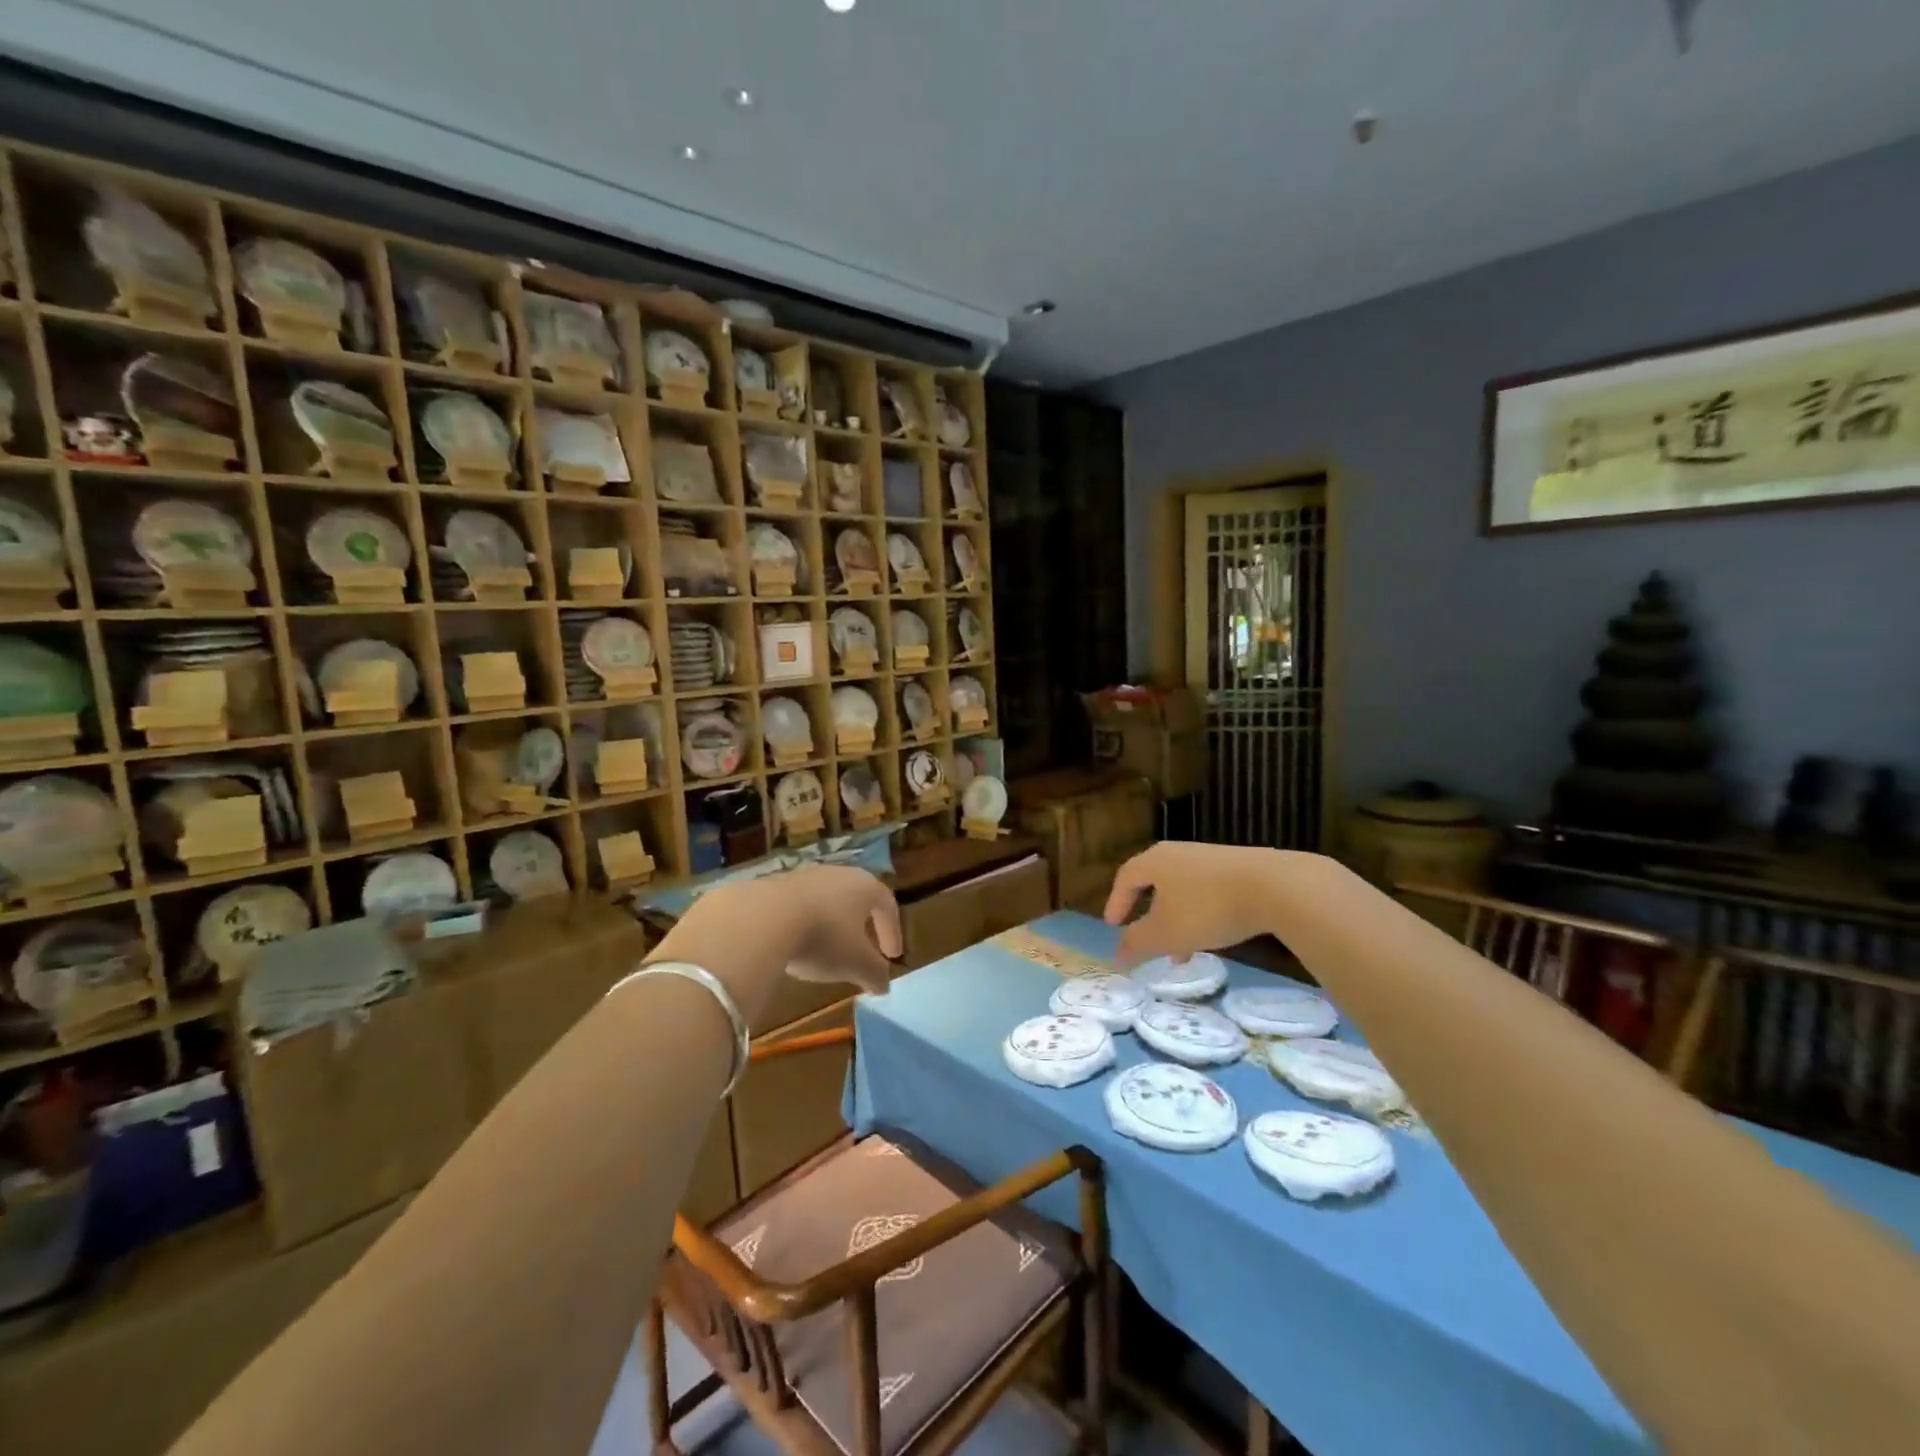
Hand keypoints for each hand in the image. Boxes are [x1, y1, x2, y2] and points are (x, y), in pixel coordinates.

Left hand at [660, 865, 901, 1021]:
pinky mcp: (775, 883)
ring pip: (827, 900)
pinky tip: (796, 945)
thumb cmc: (823, 937)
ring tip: (827, 951)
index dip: (893, 931)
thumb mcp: (856, 964)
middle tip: (864, 948)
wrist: (763, 918)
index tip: (893, 956)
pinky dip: (804, 924)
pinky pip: (799, 905)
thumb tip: (884, 987)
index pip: (887, 905)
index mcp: (865, 887)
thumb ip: (875, 974)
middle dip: (862, 925)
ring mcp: (805, 876)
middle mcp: (838, 874)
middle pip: (857, 898)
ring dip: (832, 924)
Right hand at [1103, 843, 1322, 966]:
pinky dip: (1201, 914)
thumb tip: (1116, 957)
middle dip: (1148, 914)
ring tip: (1182, 953)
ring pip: (1183, 891)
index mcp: (1155, 861)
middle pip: (1155, 882)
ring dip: (1176, 920)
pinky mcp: (1239, 868)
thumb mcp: (1166, 933)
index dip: (1116, 902)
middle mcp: (1179, 853)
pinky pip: (1207, 892)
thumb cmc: (1207, 908)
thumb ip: (1137, 945)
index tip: (1113, 925)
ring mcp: (1211, 859)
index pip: (1126, 877)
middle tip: (1144, 938)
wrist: (1275, 886)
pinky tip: (1214, 937)